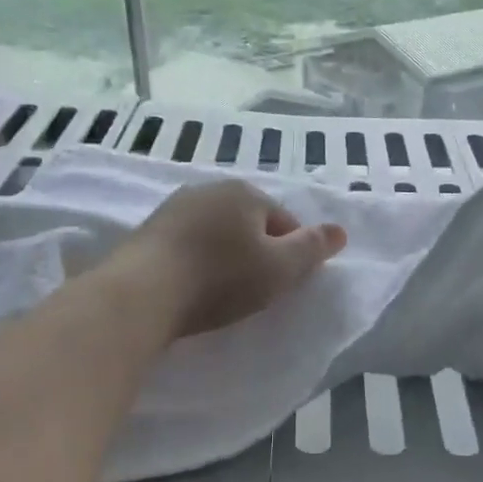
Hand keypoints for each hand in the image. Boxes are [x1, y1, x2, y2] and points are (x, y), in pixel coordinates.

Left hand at [118, 180, 346, 339]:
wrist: (142, 294)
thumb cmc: (220, 279)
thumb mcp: (280, 269)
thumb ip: (312, 249)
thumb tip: (340, 230)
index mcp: (245, 192)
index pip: (285, 221)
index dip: (291, 254)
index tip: (282, 285)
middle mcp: (208, 188)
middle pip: (249, 223)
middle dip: (256, 252)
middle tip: (254, 291)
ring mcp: (174, 207)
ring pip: (216, 232)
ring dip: (224, 256)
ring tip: (221, 292)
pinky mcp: (147, 230)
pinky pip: (187, 244)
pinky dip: (196, 262)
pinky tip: (191, 287)